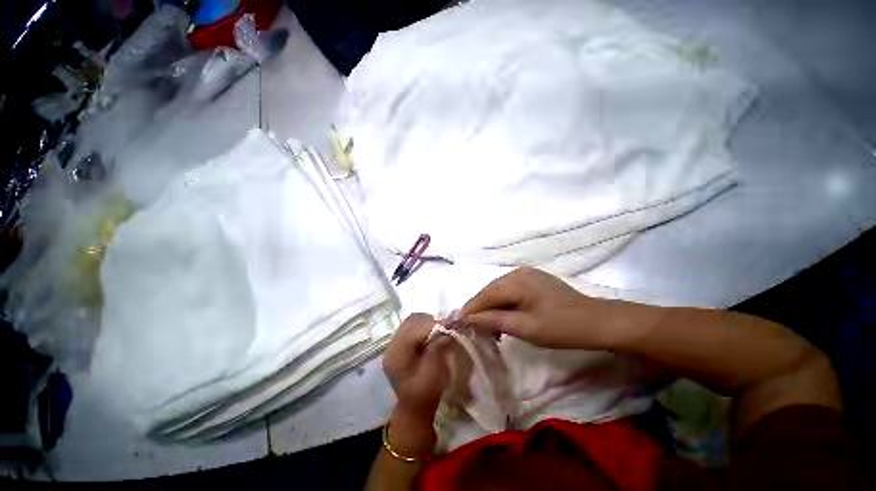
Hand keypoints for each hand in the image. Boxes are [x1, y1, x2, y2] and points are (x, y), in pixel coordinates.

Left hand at [382, 314, 451, 418]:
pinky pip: (411, 326)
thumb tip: (448, 327)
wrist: (415, 408)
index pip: (414, 331)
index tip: (450, 325)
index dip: (432, 326)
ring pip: (411, 321)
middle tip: (445, 328)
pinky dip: (423, 326)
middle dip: (429, 322)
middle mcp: (391, 346)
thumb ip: (438, 347)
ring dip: (426, 323)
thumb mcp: (434, 372)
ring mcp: (394, 344)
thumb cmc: (425, 393)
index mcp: (396, 355)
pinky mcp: (399, 343)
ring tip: (438, 331)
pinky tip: (431, 335)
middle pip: (410, 322)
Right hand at [461, 267, 614, 348]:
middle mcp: (517, 272)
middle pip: (490, 291)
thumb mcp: (525, 327)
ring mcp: (526, 274)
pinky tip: (503, 318)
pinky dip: (503, 304)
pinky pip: (510, 291)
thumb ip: (494, 320)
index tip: (457, 324)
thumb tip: (468, 318)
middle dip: (480, 310)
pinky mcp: (533, 280)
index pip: (485, 295)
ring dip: (492, 308)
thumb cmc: (561, 327)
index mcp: (515, 280)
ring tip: (488, 328)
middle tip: (472, 329)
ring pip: (499, 291)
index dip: (470, 310)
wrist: (596, 321)